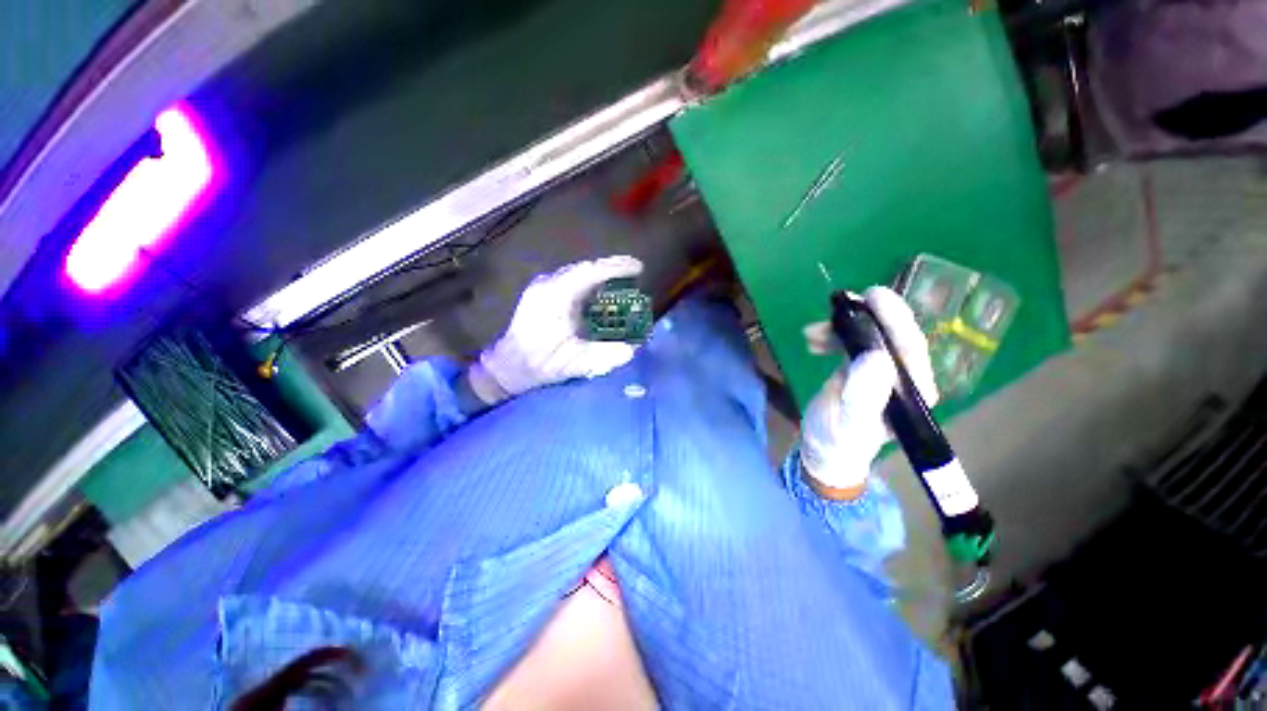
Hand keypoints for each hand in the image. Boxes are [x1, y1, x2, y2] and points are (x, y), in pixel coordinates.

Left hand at [467, 256, 644, 404]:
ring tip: (621, 280)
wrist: (507, 367)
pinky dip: (589, 283)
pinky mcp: (541, 293)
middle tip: (634, 273)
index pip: (590, 272)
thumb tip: (633, 350)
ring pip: (577, 273)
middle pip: (585, 269)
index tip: (638, 268)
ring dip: (600, 276)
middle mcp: (548, 285)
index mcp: (556, 297)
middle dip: (611, 269)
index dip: (617, 268)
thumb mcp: (575, 363)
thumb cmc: (539, 363)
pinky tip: (598, 293)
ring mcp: (542, 287)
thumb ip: (605, 356)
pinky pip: (570, 280)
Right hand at [799, 287, 937, 496]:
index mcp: (912, 392)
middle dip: (866, 318)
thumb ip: (864, 394)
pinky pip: (854, 344)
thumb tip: (875, 355)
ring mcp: (884, 372)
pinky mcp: (865, 369)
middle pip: (892, 336)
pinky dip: (834, 337)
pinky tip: (814, 340)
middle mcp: (905, 378)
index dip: (894, 319)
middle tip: (841, 302)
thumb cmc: (837, 440)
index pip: (910, 347)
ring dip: (842, 328)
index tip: (873, 296)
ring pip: (871, 337)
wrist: (823, 450)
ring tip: (812, 332)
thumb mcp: (848, 421)